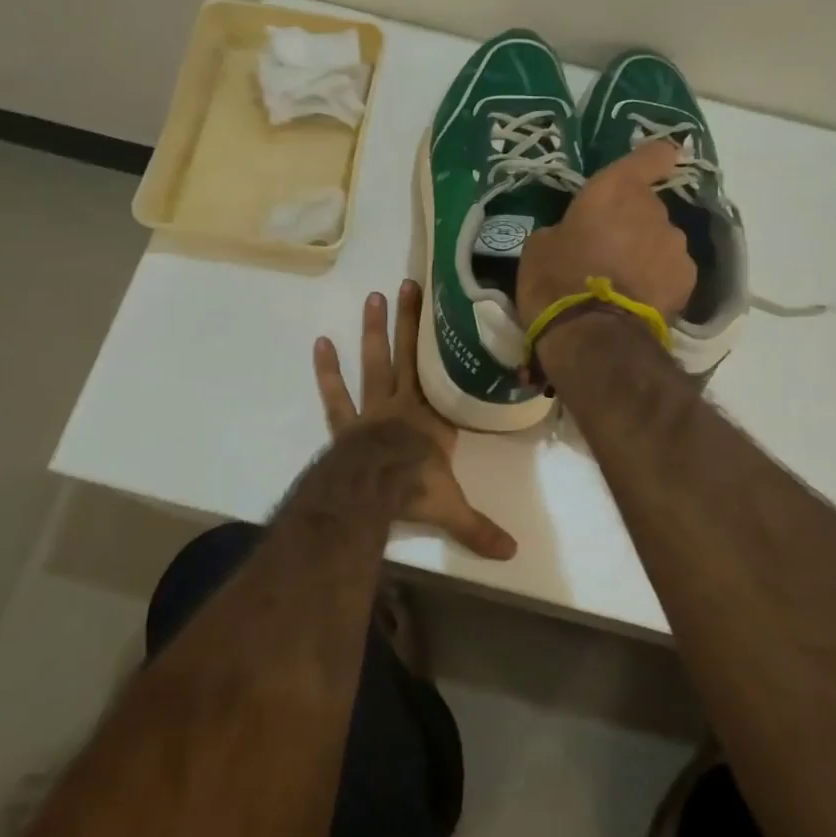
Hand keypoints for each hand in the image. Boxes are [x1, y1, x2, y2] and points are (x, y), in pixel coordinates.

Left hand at [313, 281, 516, 559]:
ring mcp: (373, 409)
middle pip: (408, 355)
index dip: (442, 346)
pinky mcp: (346, 422)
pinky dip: (327, 371)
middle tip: (409, 283)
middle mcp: (404, 404)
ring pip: (376, 363)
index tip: (445, 313)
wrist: (372, 490)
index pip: (441, 375)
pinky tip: (321, 342)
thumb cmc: (415, 489)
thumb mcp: (452, 508)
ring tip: (373, 297)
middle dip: (410, 321)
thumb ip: (479, 527)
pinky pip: (336, 393)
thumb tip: (514, 553)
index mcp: (433, 418)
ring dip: (375, 332)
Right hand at [516, 139, 697, 324]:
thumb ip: (567, 228)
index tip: (655, 164)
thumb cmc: (556, 280)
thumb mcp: (540, 246)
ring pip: (661, 240)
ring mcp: (675, 244)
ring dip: (646, 253)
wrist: (592, 335)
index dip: (653, 159)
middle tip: (606, 251)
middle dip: (632, 223)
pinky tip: (638, 301)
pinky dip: (659, 281)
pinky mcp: (688, 280)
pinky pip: (671, 271)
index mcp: (614, 190)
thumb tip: (575, 234)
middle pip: (648, 207)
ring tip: (622, 283)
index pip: (651, 156)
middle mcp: (653, 209)